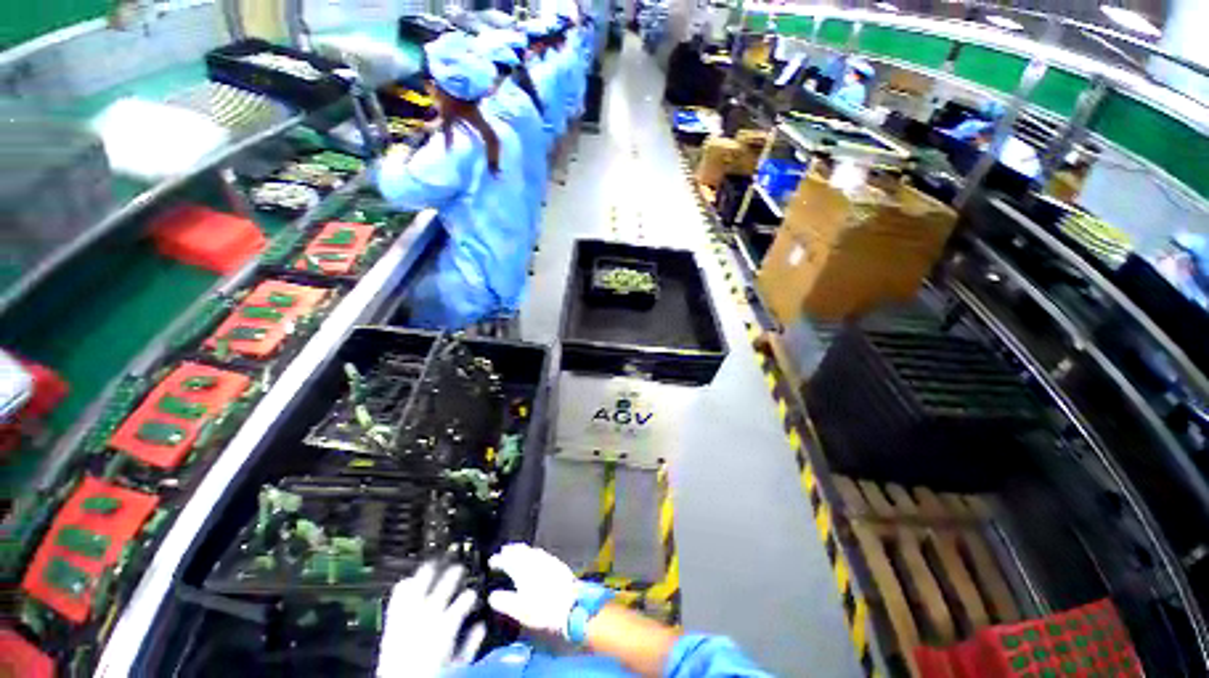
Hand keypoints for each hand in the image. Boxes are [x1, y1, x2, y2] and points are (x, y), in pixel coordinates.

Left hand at [376, 563, 485, 677]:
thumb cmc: (431, 677)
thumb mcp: (457, 664)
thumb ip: (471, 643)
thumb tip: (480, 626)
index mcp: (447, 625)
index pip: (466, 598)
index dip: (472, 594)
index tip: (472, 595)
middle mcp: (429, 616)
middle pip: (446, 583)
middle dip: (455, 573)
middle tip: (459, 567)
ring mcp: (410, 616)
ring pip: (422, 583)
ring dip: (430, 571)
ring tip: (435, 563)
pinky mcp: (393, 620)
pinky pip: (398, 596)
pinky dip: (404, 586)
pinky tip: (408, 581)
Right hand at [487, 543, 579, 638]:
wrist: (571, 606)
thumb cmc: (543, 610)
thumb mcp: (519, 610)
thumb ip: (504, 601)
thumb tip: (492, 596)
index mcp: (523, 570)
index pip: (508, 560)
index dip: (498, 560)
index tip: (491, 562)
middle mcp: (535, 561)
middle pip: (520, 551)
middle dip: (511, 551)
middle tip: (503, 552)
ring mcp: (547, 561)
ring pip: (531, 550)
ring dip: (522, 551)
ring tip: (517, 553)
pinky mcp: (557, 564)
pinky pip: (542, 554)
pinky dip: (534, 554)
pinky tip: (536, 558)